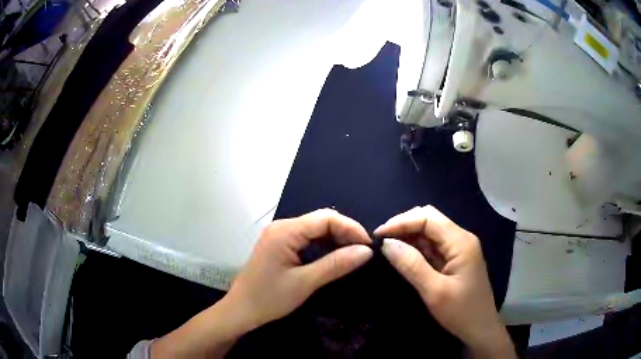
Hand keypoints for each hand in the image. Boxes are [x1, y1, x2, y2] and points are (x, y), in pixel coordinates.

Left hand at [226, 208, 372, 328]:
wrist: (241, 310)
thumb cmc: (269, 298)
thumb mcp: (305, 282)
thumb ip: (336, 264)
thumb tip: (366, 251)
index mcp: (285, 231)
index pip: (326, 218)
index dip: (351, 228)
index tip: (369, 246)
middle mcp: (282, 226)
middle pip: (321, 220)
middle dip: (345, 233)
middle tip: (364, 252)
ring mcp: (280, 235)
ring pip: (315, 229)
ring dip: (336, 238)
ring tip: (353, 254)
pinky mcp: (280, 244)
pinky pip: (307, 238)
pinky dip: (324, 245)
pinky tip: (335, 255)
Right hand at [374, 206, 514, 357]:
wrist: (480, 328)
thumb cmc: (461, 312)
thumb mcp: (434, 291)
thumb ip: (411, 265)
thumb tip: (387, 243)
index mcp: (461, 242)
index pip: (428, 218)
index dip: (402, 222)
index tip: (378, 235)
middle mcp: (461, 238)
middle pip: (430, 218)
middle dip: (404, 225)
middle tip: (382, 240)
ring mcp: (459, 247)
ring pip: (430, 230)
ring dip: (409, 235)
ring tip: (388, 247)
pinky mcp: (455, 258)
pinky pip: (433, 245)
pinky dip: (416, 246)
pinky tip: (404, 254)